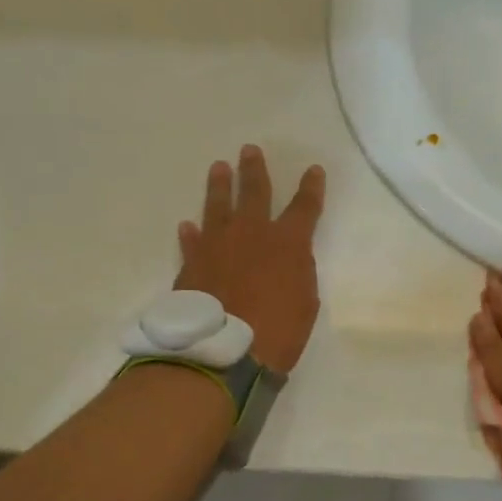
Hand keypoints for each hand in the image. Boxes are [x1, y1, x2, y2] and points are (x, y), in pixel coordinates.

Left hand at [175, 145, 324, 372]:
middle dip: (254, 170)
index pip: (305, 207)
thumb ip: (298, 273)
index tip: (313, 169)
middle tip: (249, 149)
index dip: (311, 187)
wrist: (223, 350)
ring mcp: (218, 245)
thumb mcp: (305, 303)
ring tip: (219, 167)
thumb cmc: (277, 332)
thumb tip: (288, 260)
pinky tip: (187, 225)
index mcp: (288, 243)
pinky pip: (192, 242)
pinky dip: (191, 234)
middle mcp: (252, 233)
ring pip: (218, 206)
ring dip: (220, 186)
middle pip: (255, 192)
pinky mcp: (192, 263)